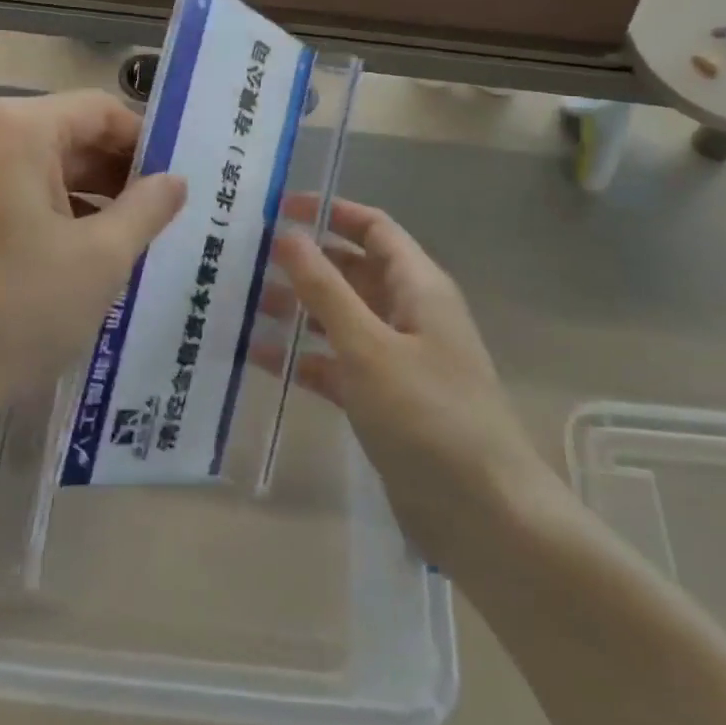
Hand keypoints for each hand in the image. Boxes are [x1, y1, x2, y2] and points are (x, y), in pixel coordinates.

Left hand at [0, 91, 185, 446]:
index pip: (99, 110)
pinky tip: (60, 257)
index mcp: (15, 130)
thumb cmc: (12, 313)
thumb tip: (173, 180)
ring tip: (114, 243)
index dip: (143, 143)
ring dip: (77, 196)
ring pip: (29, 167)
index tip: (170, 184)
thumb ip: (146, 209)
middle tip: (152, 218)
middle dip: (111, 173)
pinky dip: (36, 211)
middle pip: (62, 135)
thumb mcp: (99, 261)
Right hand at [271, 200, 556, 560]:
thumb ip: (325, 289)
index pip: (373, 228)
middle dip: (304, 262)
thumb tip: (289, 234)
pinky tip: (257, 356)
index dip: (329, 212)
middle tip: (246, 258)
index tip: (278, 208)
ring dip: (296, 309)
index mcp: (418, 286)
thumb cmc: (428, 416)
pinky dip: (303, 357)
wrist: (485, 515)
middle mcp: (409, 313)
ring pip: (339, 318)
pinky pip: (336, 363)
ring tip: (241, 302)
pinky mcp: (384, 400)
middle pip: (351, 271)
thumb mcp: (368, 346)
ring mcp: (396, 359)